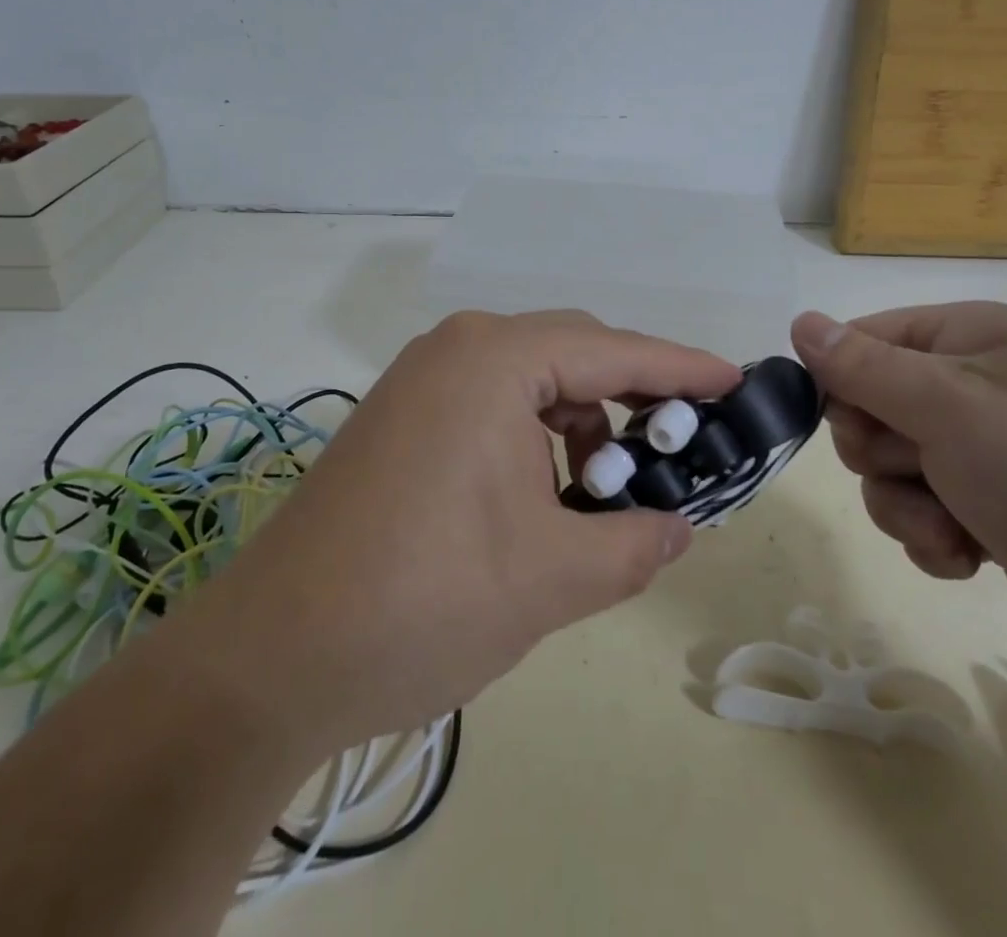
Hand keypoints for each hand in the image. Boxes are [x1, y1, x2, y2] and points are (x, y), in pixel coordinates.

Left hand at [178, 310, 741, 757]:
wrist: (271, 657)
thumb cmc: (425, 599)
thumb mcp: (552, 577)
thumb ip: (635, 542)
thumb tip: (680, 526)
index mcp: (496, 360)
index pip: (614, 350)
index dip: (682, 369)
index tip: (735, 381)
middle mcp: (457, 349)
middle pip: (572, 355)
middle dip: (630, 401)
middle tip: (674, 454)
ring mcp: (421, 379)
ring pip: (530, 382)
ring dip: (579, 427)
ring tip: (601, 495)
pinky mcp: (401, 416)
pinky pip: (490, 405)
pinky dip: (532, 439)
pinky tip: (543, 498)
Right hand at [790, 302, 1006, 690]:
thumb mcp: (953, 408)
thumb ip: (865, 368)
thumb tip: (800, 323)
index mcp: (982, 337)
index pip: (872, 338)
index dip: (843, 378)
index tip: (846, 422)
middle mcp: (989, 387)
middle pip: (878, 405)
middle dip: (880, 449)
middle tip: (913, 469)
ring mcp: (1001, 454)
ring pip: (898, 467)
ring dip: (906, 502)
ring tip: (951, 526)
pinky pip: (932, 511)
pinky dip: (937, 535)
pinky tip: (968, 557)